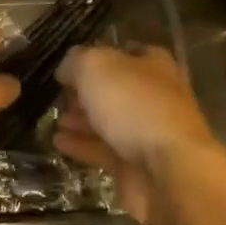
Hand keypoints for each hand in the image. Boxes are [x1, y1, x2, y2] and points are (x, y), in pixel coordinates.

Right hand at [53, 46, 215, 224]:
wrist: (170, 172)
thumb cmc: (134, 106)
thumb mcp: (95, 66)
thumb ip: (76, 62)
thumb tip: (66, 70)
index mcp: (153, 65)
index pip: (126, 52)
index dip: (98, 55)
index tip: (71, 64)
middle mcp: (155, 96)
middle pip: (117, 90)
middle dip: (87, 92)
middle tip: (60, 94)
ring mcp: (148, 133)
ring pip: (109, 122)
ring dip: (82, 120)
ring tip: (55, 119)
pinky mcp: (137, 165)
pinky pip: (104, 151)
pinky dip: (82, 145)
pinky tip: (58, 142)